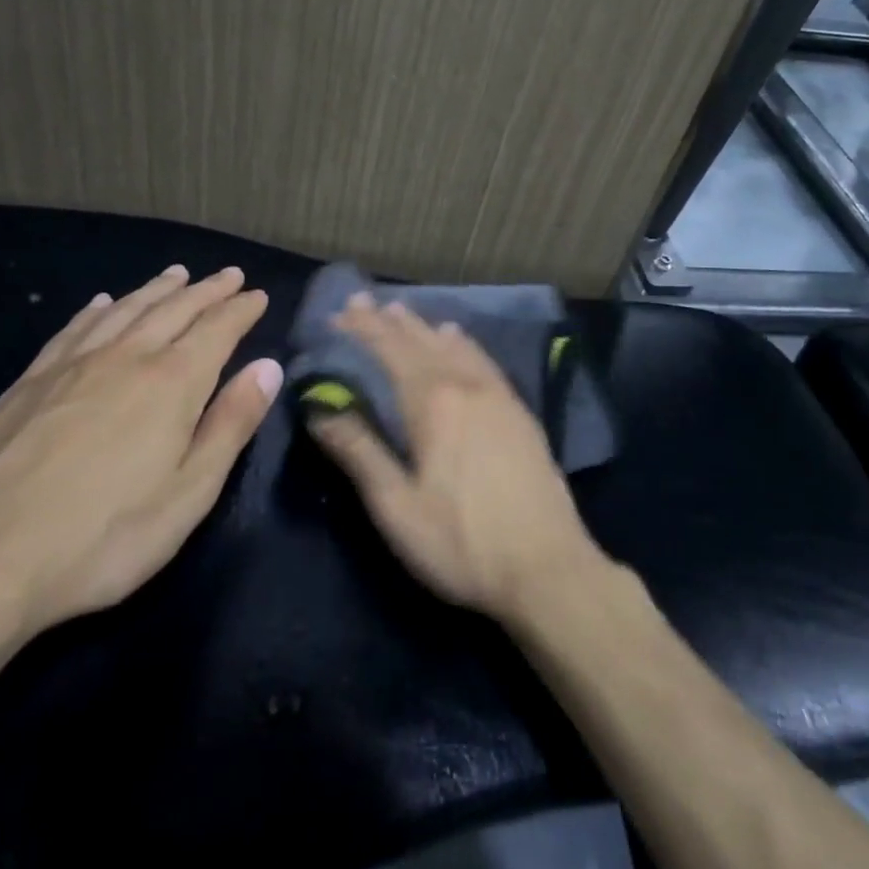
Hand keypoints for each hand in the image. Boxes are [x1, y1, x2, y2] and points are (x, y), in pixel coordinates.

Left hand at [0, 265, 281, 643]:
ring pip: (125, 310)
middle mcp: (126, 357)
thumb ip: (231, 424)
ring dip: (156, 289)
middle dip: (207, 290)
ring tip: (176, 275)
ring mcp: (73, 365)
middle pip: (175, 309)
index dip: (241, 310)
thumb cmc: (104, 535)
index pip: (217, 329)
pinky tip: (102, 303)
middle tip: (229, 275)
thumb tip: (267, 367)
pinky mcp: (31, 382)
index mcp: (172, 382)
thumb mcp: (190, 492)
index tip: (258, 295)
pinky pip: (74, 329)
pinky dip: (97, 310)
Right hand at [308, 295, 608, 620]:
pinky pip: (483, 360)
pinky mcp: (518, 410)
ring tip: (400, 310)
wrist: (548, 568)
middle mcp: (464, 386)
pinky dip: (462, 342)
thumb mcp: (397, 508)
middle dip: (386, 320)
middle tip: (360, 301)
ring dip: (421, 326)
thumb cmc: (462, 543)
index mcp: (432, 404)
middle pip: (418, 341)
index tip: (337, 314)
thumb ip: (359, 453)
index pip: (388, 352)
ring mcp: (496, 395)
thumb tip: (320, 409)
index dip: (361, 331)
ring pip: (451, 345)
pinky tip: (457, 336)